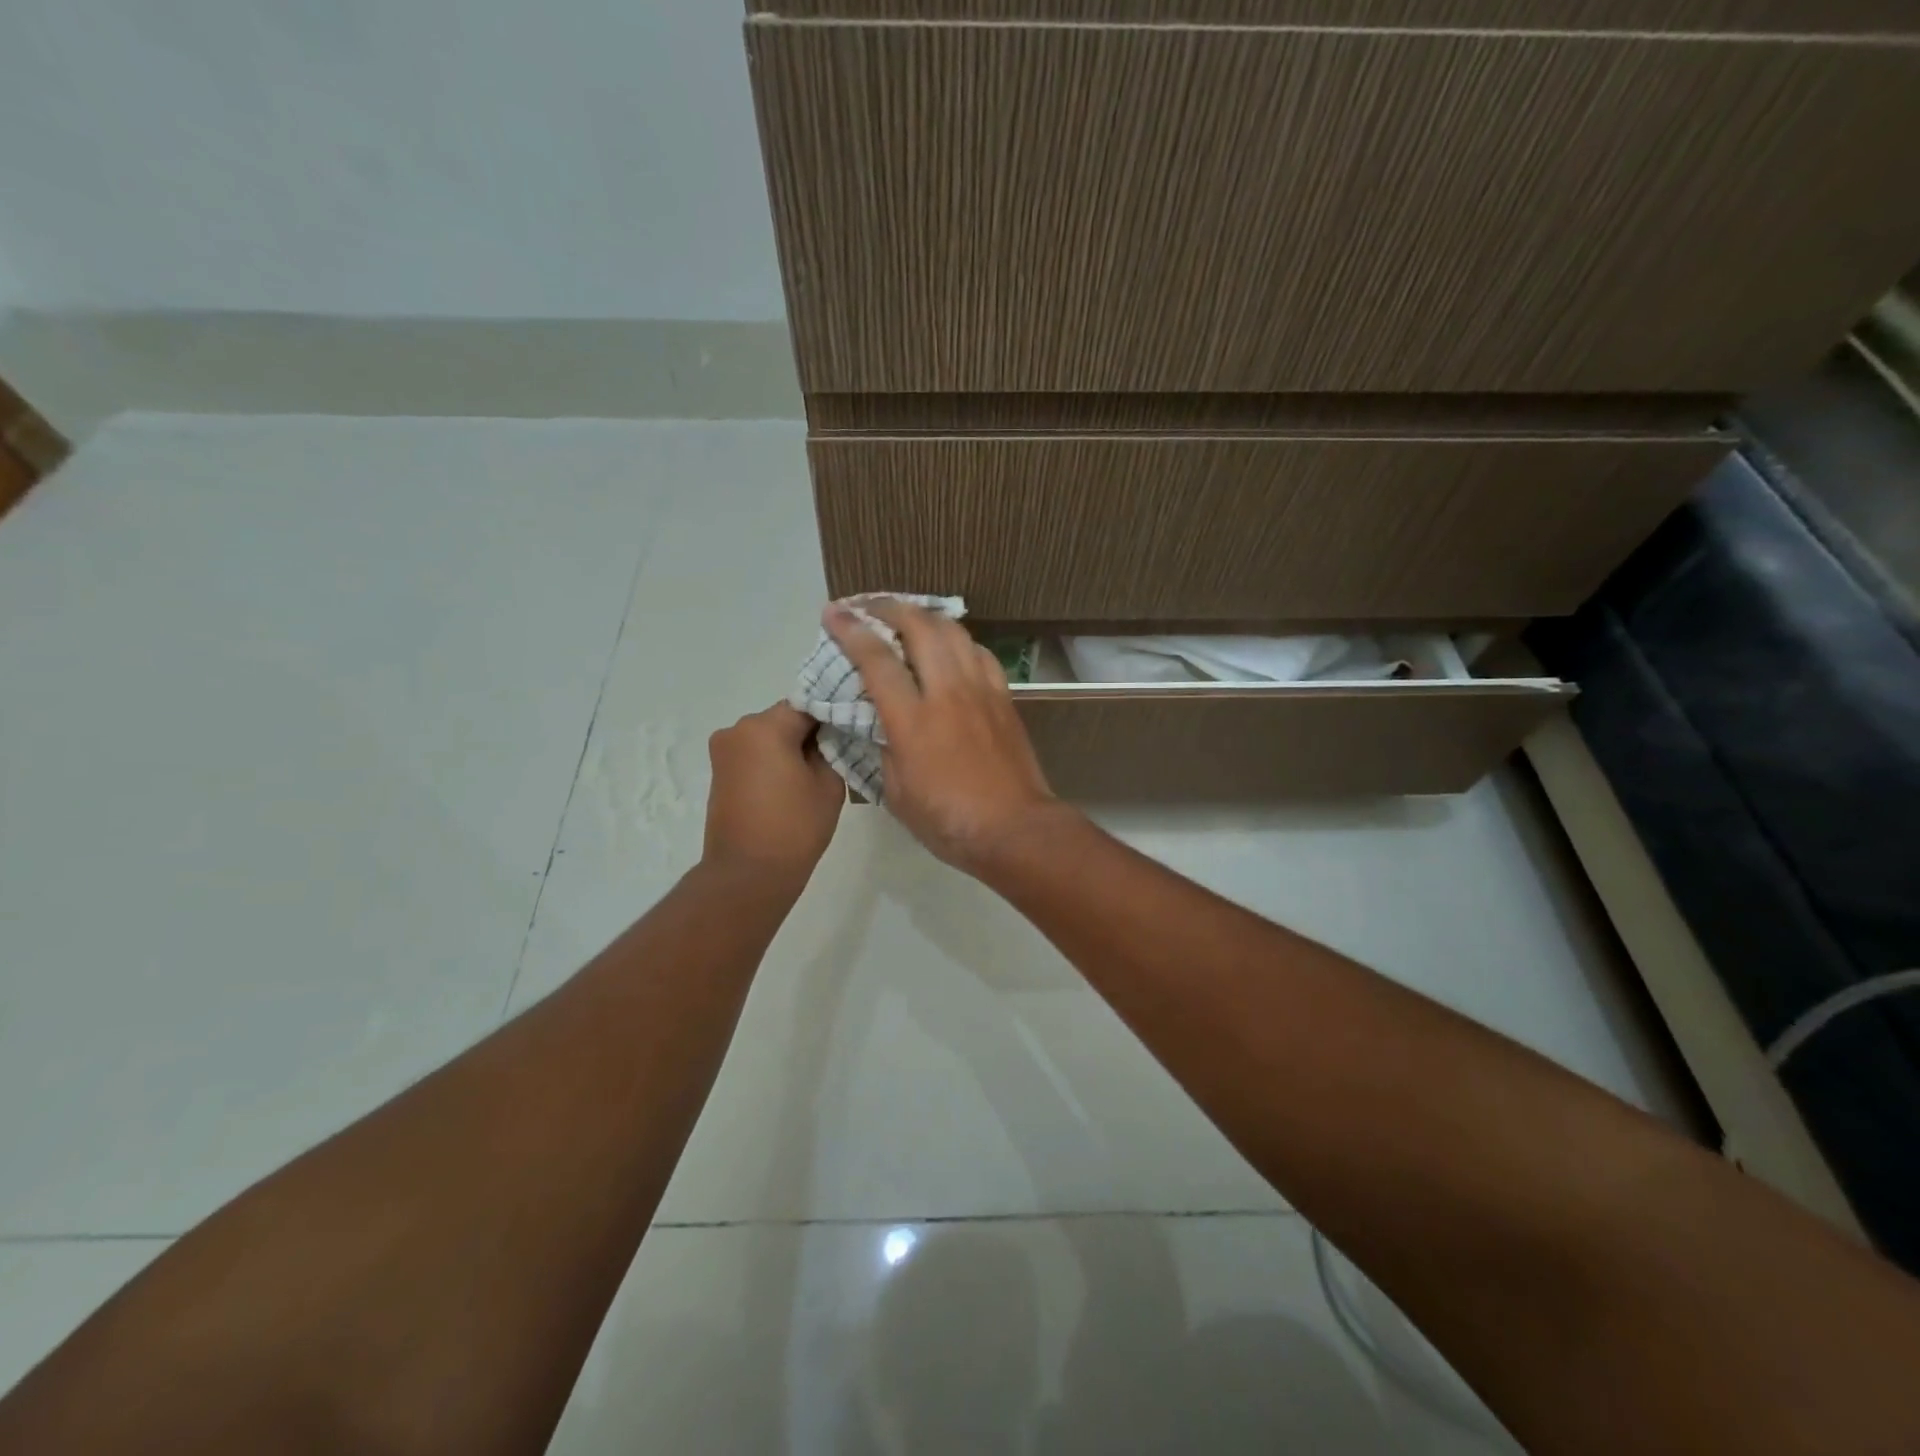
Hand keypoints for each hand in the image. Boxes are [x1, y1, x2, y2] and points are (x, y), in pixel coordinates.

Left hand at [703, 704, 844, 886]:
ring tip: (814, 774)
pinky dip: (773, 761)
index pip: (809, 706)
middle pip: (785, 718)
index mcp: (765, 726)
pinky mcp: (719, 772)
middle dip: (809, 732)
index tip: (851, 731)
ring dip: (790, 747)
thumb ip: (832, 749)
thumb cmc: (795, 827)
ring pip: (769, 736)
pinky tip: (792, 784)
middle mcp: (738, 729)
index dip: (832, 717)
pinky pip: (754, 754)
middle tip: (837, 755)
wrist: (748, 874)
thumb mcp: (829, 784)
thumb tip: (826, 738)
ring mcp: (724, 750)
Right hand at [824, 600, 1062, 872]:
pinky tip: (949, 647)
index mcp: (912, 720)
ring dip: (924, 616)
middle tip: (867, 607)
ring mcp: (980, 691)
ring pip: (953, 632)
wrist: (1014, 829)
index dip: (850, 631)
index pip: (876, 659)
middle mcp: (947, 693)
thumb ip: (884, 749)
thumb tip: (882, 723)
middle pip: (919, 627)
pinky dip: (958, 640)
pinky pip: (979, 653)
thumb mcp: (896, 792)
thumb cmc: (948, 821)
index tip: (833, 614)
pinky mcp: (1004, 698)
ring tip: (906, 617)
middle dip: (888, 608)